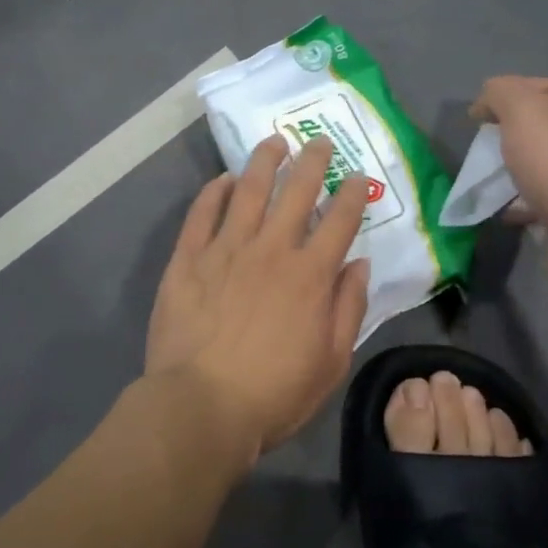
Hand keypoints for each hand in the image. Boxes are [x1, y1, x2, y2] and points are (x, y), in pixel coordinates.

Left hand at [146, 135, 372, 457]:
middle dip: (313, 162)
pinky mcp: (187, 260)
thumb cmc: (274, 393)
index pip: (339, 221)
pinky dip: (214, 191)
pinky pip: (202, 214)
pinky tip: (224, 179)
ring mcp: (225, 250)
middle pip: (296, 193)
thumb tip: (359, 264)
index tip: (357, 176)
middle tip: (320, 142)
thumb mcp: (331, 361)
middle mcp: (271, 250)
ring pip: (249, 191)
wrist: (201, 406)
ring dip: (264, 162)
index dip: (352, 194)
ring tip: (274, 141)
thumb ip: (348, 308)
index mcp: (310, 275)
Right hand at [471, 77, 547, 305]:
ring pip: (536, 168)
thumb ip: (502, 94)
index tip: (473, 117)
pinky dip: (515, 206)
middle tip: (476, 151)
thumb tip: (486, 100)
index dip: (503, 96)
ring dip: (508, 174)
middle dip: (504, 137)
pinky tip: (496, 212)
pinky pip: (537, 204)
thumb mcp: (526, 112)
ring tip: (479, 183)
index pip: (539, 88)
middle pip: (538, 129)